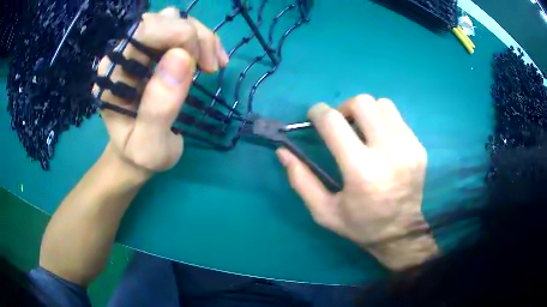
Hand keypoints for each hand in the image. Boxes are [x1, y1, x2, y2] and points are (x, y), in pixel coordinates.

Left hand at [94, 8, 228, 173]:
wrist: (135, 156)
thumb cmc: (140, 155)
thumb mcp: (149, 146)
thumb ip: (159, 108)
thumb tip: (182, 57)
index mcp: (113, 73)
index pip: (144, 30)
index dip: (179, 35)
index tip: (201, 65)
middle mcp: (123, 55)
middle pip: (162, 20)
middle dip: (194, 36)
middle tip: (210, 67)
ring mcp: (138, 51)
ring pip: (175, 20)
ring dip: (201, 38)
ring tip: (212, 66)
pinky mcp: (152, 53)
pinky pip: (181, 31)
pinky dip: (202, 42)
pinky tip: (211, 61)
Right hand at [277, 95, 437, 269]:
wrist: (403, 233)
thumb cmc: (361, 226)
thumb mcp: (324, 211)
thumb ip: (301, 180)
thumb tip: (283, 151)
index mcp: (361, 172)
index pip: (334, 122)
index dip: (318, 113)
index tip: (314, 116)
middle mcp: (389, 153)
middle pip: (362, 103)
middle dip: (343, 108)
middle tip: (340, 125)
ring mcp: (408, 147)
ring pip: (381, 104)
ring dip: (365, 112)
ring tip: (361, 131)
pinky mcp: (419, 147)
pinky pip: (397, 117)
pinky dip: (382, 121)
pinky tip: (379, 140)